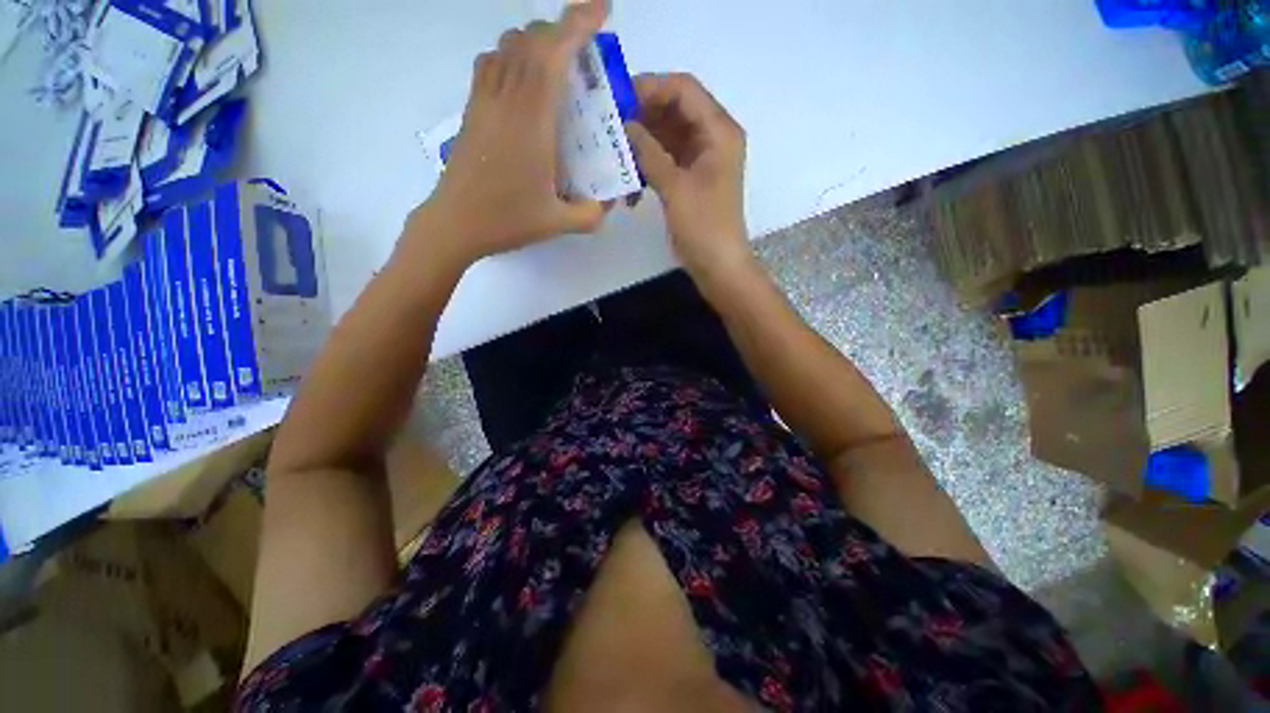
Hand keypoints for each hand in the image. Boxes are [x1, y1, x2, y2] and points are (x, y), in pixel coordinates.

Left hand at [405, 1, 608, 266]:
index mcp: (531, 119)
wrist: (454, 223)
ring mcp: (484, 100)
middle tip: (585, 52)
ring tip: (556, 64)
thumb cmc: (506, 219)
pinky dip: (511, 56)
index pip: (553, 53)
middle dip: (561, 32)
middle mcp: (506, 98)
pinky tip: (522, 81)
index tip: (600, 9)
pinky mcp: (471, 109)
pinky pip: (490, 63)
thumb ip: (591, 214)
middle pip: (531, 40)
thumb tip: (608, 205)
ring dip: (535, 42)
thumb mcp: (558, 223)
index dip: (577, 23)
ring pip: (507, 46)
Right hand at [625, 73, 752, 283]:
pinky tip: (630, 182)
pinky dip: (648, 166)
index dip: (651, 88)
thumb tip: (623, 124)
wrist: (718, 266)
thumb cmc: (704, 226)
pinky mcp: (690, 179)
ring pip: (666, 136)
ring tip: (614, 153)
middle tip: (609, 125)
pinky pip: (665, 160)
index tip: (617, 98)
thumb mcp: (675, 187)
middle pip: (674, 110)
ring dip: (642, 143)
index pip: (684, 89)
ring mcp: (701, 160)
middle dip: (642, 116)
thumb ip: (649, 152)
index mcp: (719, 131)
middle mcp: (712, 138)